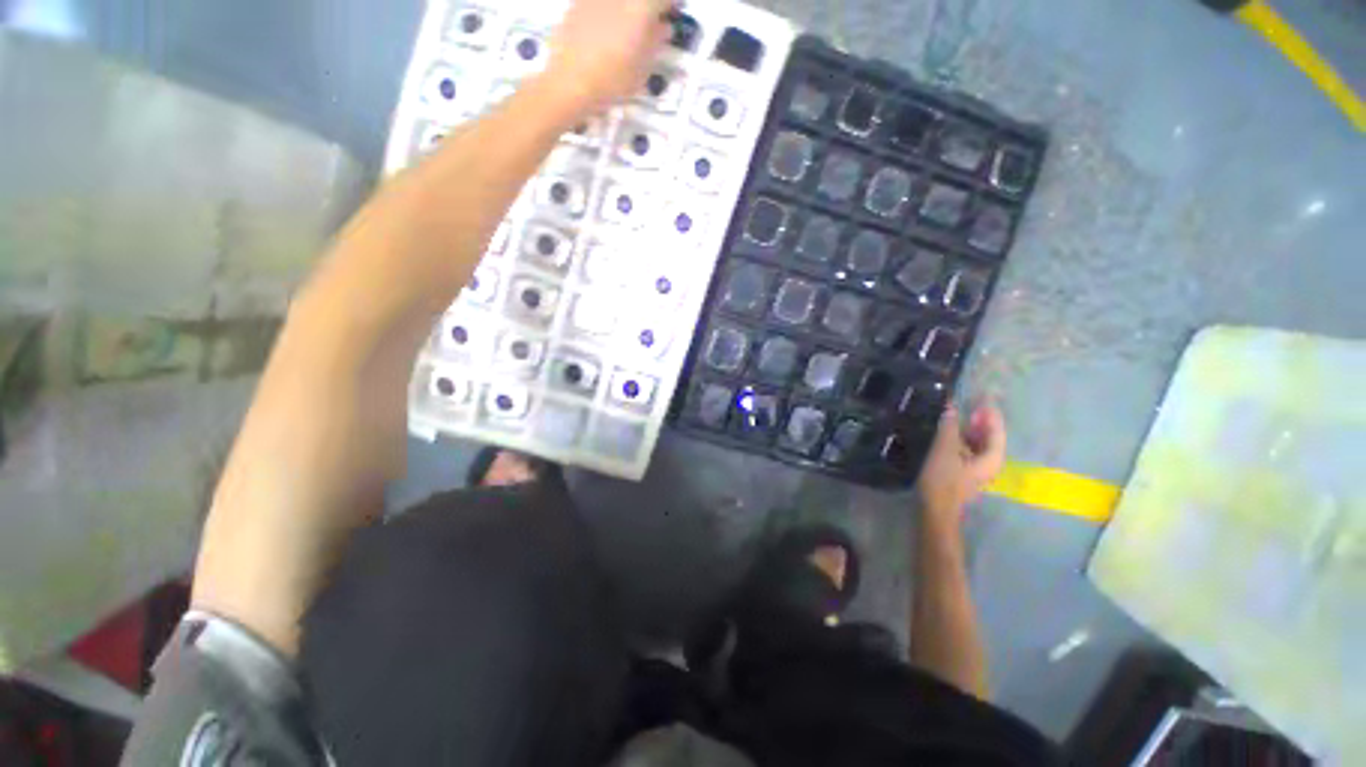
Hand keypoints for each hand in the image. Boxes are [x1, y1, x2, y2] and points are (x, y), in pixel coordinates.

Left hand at [543, 0, 672, 115]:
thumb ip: (656, 42)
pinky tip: (606, 31)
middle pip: (639, 0)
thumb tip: (664, 28)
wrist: (570, 82)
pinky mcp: (578, 2)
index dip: (670, 5)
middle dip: (648, 9)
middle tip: (651, 24)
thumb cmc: (613, 79)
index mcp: (640, 7)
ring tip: (627, 30)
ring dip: (627, 11)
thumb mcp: (643, 68)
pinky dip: (608, 13)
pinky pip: (601, 5)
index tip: (673, 14)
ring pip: (620, 3)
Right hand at [916, 402, 1005, 527]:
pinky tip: (947, 434)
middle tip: (969, 403)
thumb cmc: (943, 478)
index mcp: (991, 457)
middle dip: (980, 421)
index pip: (996, 430)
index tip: (983, 396)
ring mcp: (976, 470)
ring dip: (969, 430)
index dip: (990, 413)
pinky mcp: (963, 474)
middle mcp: (989, 463)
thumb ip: (949, 426)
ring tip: (956, 415)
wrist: (935, 508)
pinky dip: (960, 440)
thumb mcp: (944, 448)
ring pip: (977, 444)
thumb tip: (951, 407)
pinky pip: (966, 451)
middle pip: (988, 437)